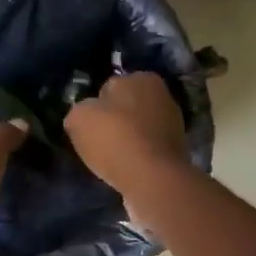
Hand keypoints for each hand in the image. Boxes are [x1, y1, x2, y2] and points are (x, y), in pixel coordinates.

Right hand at [65, 72, 188, 199]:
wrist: (151, 178)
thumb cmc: (115, 139)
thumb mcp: (79, 118)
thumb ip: (79, 110)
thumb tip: (84, 115)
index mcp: (141, 77)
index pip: (108, 88)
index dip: (95, 107)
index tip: (88, 126)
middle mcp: (162, 95)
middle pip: (126, 108)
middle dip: (114, 121)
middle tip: (98, 142)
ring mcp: (173, 123)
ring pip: (138, 129)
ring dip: (127, 139)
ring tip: (111, 158)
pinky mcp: (177, 150)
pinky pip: (148, 149)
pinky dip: (138, 156)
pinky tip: (127, 168)